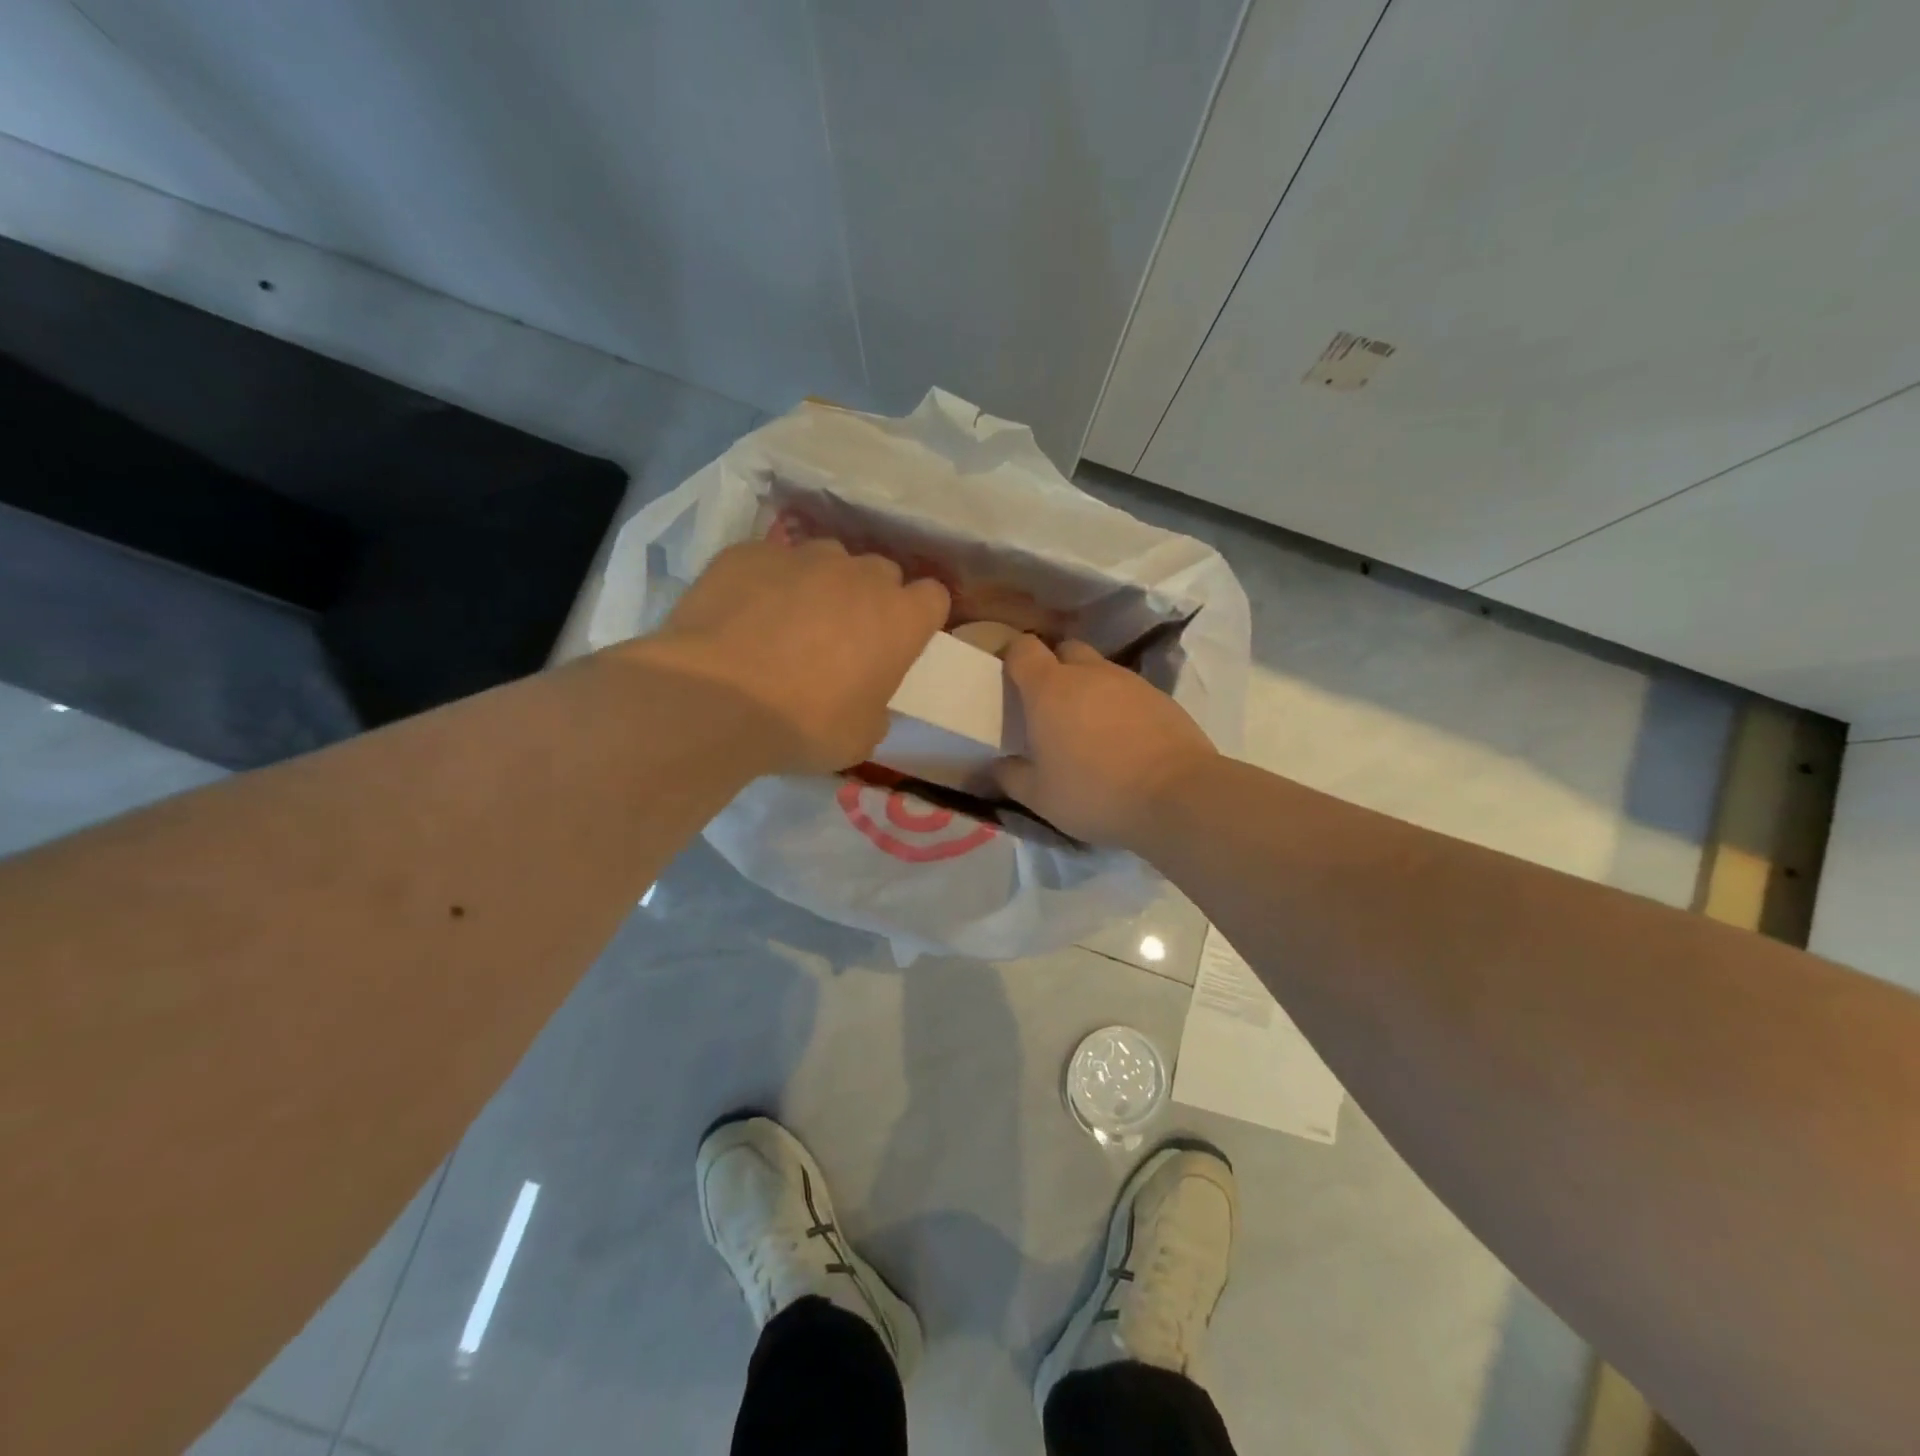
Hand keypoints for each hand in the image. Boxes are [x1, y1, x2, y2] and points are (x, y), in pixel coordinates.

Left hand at [623, 537, 949, 772]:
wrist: (714, 700)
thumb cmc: (803, 726)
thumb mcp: (860, 738)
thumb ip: (876, 706)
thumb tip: (864, 697)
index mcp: (900, 618)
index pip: (934, 597)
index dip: (918, 617)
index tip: (900, 640)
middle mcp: (859, 575)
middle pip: (881, 573)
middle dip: (870, 598)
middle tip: (843, 636)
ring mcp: (802, 556)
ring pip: (827, 559)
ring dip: (820, 584)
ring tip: (789, 620)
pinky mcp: (749, 552)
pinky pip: (770, 561)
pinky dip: (767, 583)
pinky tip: (743, 615)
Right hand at [993, 636, 1217, 847]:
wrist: (1177, 795)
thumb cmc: (1095, 792)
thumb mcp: (1039, 796)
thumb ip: (1010, 776)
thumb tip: (997, 766)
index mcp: (1049, 688)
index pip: (1023, 649)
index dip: (1012, 658)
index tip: (1009, 680)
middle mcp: (1089, 673)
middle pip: (1064, 651)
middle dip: (1053, 669)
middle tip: (1049, 706)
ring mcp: (1129, 681)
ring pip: (1099, 670)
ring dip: (1089, 688)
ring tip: (1088, 727)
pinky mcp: (1161, 697)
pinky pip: (1129, 690)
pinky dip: (1119, 705)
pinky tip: (1123, 739)